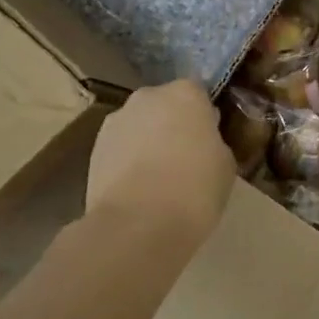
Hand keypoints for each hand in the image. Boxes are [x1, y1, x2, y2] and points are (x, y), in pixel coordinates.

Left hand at [85, 80, 233, 242]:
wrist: (137, 225)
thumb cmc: (194, 188)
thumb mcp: (225, 163)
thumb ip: (213, 142)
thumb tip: (202, 142)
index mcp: (185, 93)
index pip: (199, 92)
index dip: (204, 115)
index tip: (210, 137)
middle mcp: (147, 97)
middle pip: (164, 105)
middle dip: (173, 123)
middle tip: (186, 156)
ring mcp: (115, 122)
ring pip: (139, 126)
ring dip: (147, 141)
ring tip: (159, 177)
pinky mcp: (93, 150)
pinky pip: (120, 148)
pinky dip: (128, 161)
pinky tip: (138, 188)